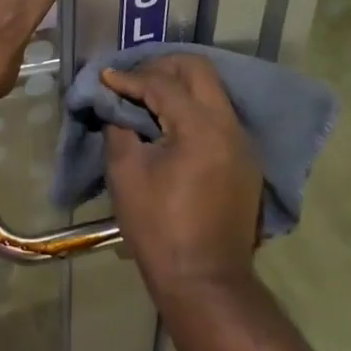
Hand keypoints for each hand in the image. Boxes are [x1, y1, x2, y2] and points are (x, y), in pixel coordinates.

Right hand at [103, 56, 261, 301]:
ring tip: (147, 98)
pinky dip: (193, 109)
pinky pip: (218, 116)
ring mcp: (243, 144)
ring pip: (212, 91)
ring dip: (180, 87)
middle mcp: (229, 126)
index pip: (162, 83)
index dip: (129, 78)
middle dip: (162, 67)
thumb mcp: (126, 173)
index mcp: (200, 127)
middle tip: (133, 80)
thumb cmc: (159, 228)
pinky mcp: (245, 162)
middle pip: (198, 71)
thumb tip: (115, 105)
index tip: (106, 79)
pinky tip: (170, 125)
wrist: (206, 283)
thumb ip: (119, 127)